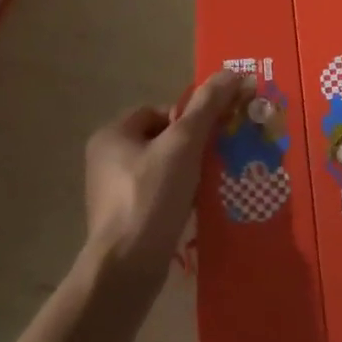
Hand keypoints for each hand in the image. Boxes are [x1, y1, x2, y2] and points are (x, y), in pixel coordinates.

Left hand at [83, 70, 251, 283]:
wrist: (127, 268)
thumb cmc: (151, 196)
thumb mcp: (184, 144)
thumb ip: (208, 107)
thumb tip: (233, 73)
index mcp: (112, 135)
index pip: (160, 111)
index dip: (190, 119)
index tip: (211, 137)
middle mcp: (107, 160)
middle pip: (164, 139)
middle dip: (193, 147)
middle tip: (217, 159)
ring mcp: (113, 193)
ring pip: (165, 168)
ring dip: (190, 173)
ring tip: (210, 185)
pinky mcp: (125, 220)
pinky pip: (160, 195)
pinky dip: (180, 197)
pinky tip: (197, 207)